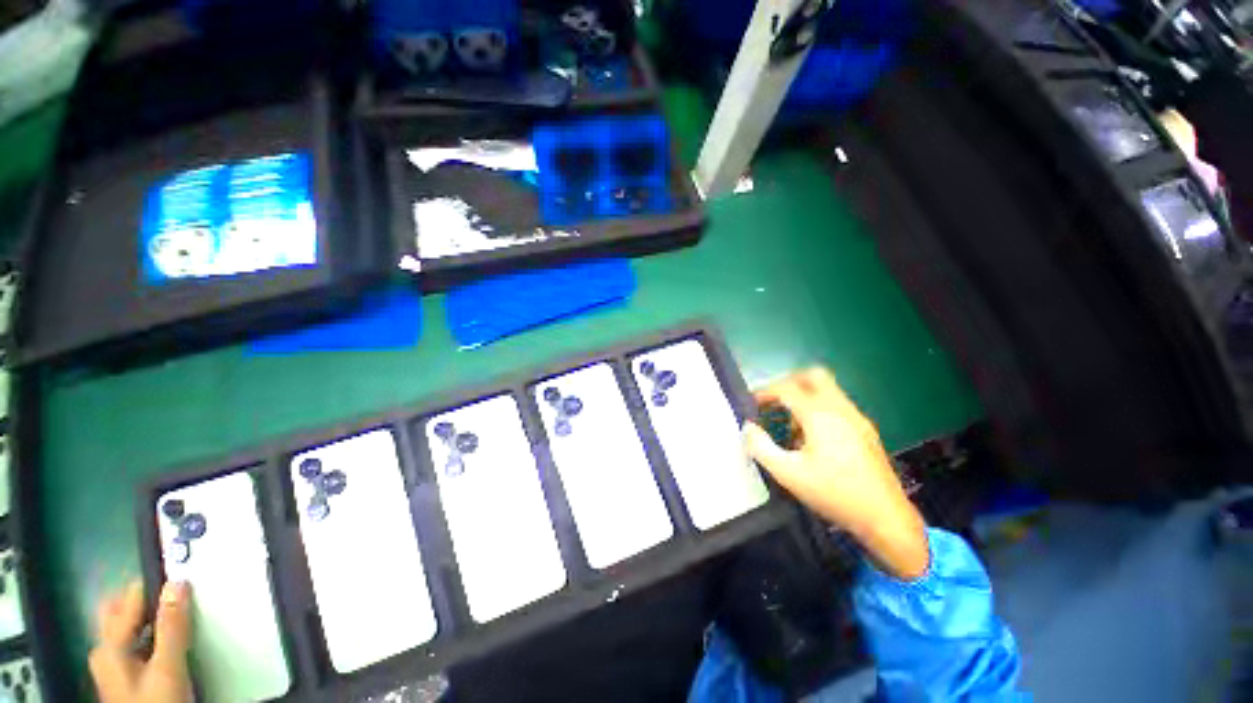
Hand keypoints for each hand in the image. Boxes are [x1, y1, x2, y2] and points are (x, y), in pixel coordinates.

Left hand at [89, 580, 192, 702]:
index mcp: (109, 646)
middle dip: (144, 597)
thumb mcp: (168, 669)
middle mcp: (104, 651)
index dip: (155, 583)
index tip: (180, 570)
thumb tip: (178, 584)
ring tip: (175, 612)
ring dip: (148, 615)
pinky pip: (133, 640)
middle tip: (174, 590)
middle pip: (119, 610)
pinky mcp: (124, 675)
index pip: (129, 598)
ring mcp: (112, 666)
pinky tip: (166, 639)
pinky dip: (149, 632)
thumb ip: (172, 627)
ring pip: (127, 626)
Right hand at [743, 367, 929, 579]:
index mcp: (820, 415)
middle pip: (813, 376)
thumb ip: (761, 447)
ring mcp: (857, 418)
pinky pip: (838, 406)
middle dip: (789, 383)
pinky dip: (820, 409)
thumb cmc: (834, 494)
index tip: (751, 403)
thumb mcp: (788, 474)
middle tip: (774, 401)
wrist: (886, 518)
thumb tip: (748, 428)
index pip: (787, 388)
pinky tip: (814, 439)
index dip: (765, 392)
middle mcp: (841, 409)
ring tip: (791, 427)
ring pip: (827, 390)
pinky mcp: (866, 430)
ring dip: (804, 398)